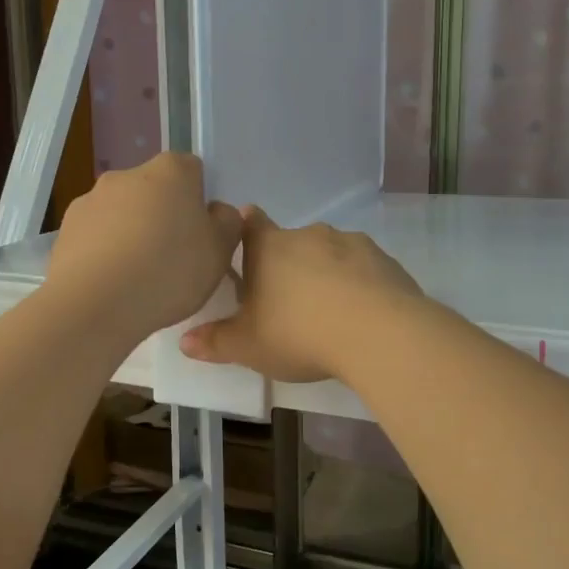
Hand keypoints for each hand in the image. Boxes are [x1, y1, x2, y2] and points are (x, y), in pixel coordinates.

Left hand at [47, 154, 243, 342]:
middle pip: (154, 190)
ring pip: (122, 213)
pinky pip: (96, 236)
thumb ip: (227, 223)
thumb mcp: (220, 251)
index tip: (201, 233)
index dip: (199, 199)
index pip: (191, 169)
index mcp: (170, 171)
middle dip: (163, 216)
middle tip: (173, 258)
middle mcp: (127, 175)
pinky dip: (106, 251)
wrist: (96, 304)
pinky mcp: (65, 229)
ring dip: (132, 233)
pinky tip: (113, 283)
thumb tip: (216, 211)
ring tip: (139, 276)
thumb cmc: (169, 271)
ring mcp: (91, 200)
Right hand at [179, 208, 422, 382]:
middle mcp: (309, 235)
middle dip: (288, 266)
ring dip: (326, 274)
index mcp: (269, 247)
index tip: (246, 244)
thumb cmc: (299, 333)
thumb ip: (216, 341)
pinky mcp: (384, 260)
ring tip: (329, 313)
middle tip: (287, 302)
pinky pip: (363, 269)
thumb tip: (185, 342)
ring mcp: (350, 243)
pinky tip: (361, 315)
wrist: (377, 332)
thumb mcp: (249, 346)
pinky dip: (359, 285)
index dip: (246, 228)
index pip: (250, 223)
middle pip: (292, 243)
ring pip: (330, 254)